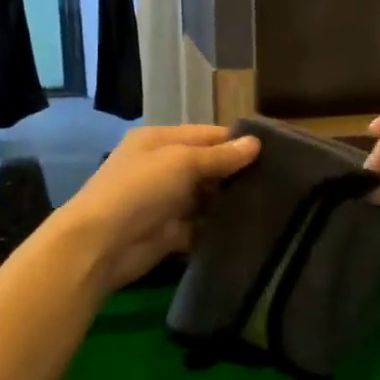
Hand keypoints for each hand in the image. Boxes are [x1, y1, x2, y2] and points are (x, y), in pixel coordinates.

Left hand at [52, 125, 260, 292]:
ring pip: (206, 198)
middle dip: (236, 174)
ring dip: (229, 203)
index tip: (274, 153)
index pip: (206, 135)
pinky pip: (200, 228)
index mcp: (159, 141)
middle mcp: (162, 167)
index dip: (237, 142)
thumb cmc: (140, 189)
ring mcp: (165, 202)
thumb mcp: (182, 162)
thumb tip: (256, 143)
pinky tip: (247, 230)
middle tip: (278, 181)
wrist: (101, 244)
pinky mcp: (170, 233)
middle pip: (207, 166)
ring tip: (270, 204)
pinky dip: (218, 229)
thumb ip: (220, 156)